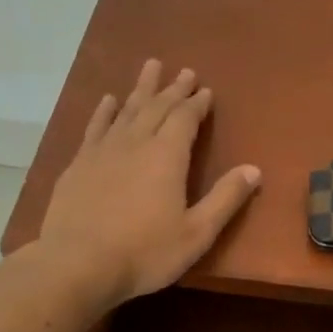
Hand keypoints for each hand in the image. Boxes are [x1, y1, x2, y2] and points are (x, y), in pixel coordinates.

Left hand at [37, 60, 260, 306]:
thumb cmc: (145, 252)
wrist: (77, 264)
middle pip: (157, 107)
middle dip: (173, 89)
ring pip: (126, 110)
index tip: (205, 90)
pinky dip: (105, 110)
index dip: (197, 103)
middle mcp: (135, 143)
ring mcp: (103, 151)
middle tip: (184, 71)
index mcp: (167, 156)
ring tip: (150, 67)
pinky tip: (109, 100)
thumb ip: (226, 199)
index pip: (185, 119)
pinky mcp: (78, 164)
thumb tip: (254, 169)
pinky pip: (96, 127)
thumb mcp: (197, 232)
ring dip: (141, 88)